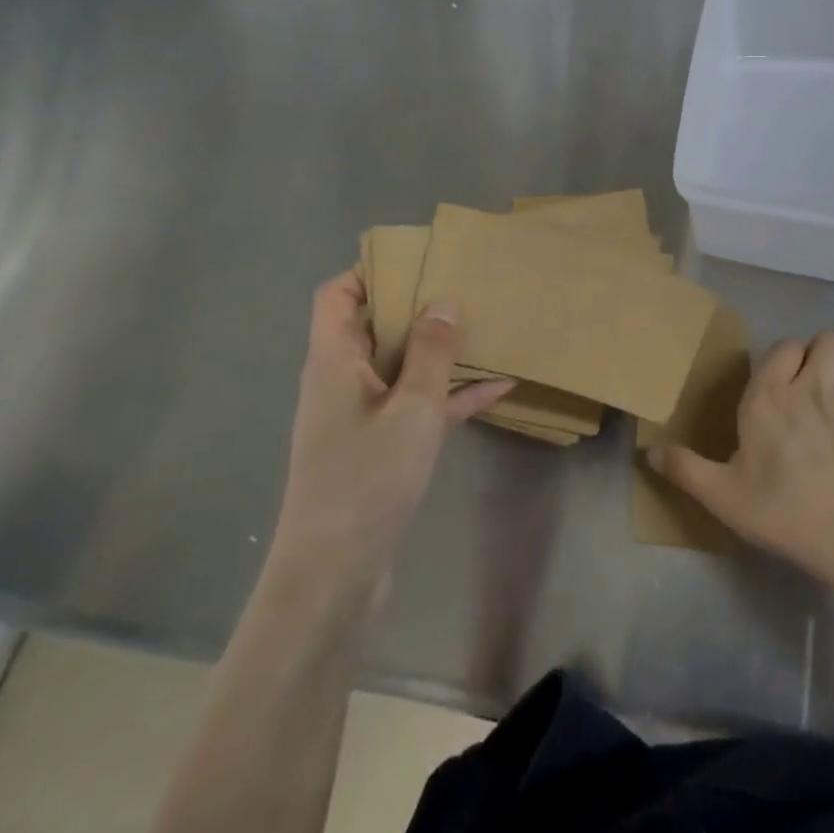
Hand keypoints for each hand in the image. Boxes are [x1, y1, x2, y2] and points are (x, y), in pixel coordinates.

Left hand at [273, 273, 510, 593]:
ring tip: (489, 328)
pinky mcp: (382, 445)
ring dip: (441, 350)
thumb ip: (430, 352)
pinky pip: (419, 405)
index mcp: (334, 360)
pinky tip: (499, 387)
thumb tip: (443, 301)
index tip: (420, 261)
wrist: (336, 571)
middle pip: (376, 326)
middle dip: (420, 306)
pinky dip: (451, 394)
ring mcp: (363, 414)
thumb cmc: (366, 478)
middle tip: (468, 287)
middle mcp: (343, 379)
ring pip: (403, 365)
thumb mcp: (411, 408)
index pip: (336, 296)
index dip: (370, 272)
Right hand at [649, 331, 833, 583]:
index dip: (783, 356)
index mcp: (771, 396)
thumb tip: (649, 453)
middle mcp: (813, 388)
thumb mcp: (721, 494)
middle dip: (822, 351)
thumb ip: (685, 469)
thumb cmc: (778, 508)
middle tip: (810, 380)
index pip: (784, 347)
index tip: (776, 381)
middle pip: (830, 340)